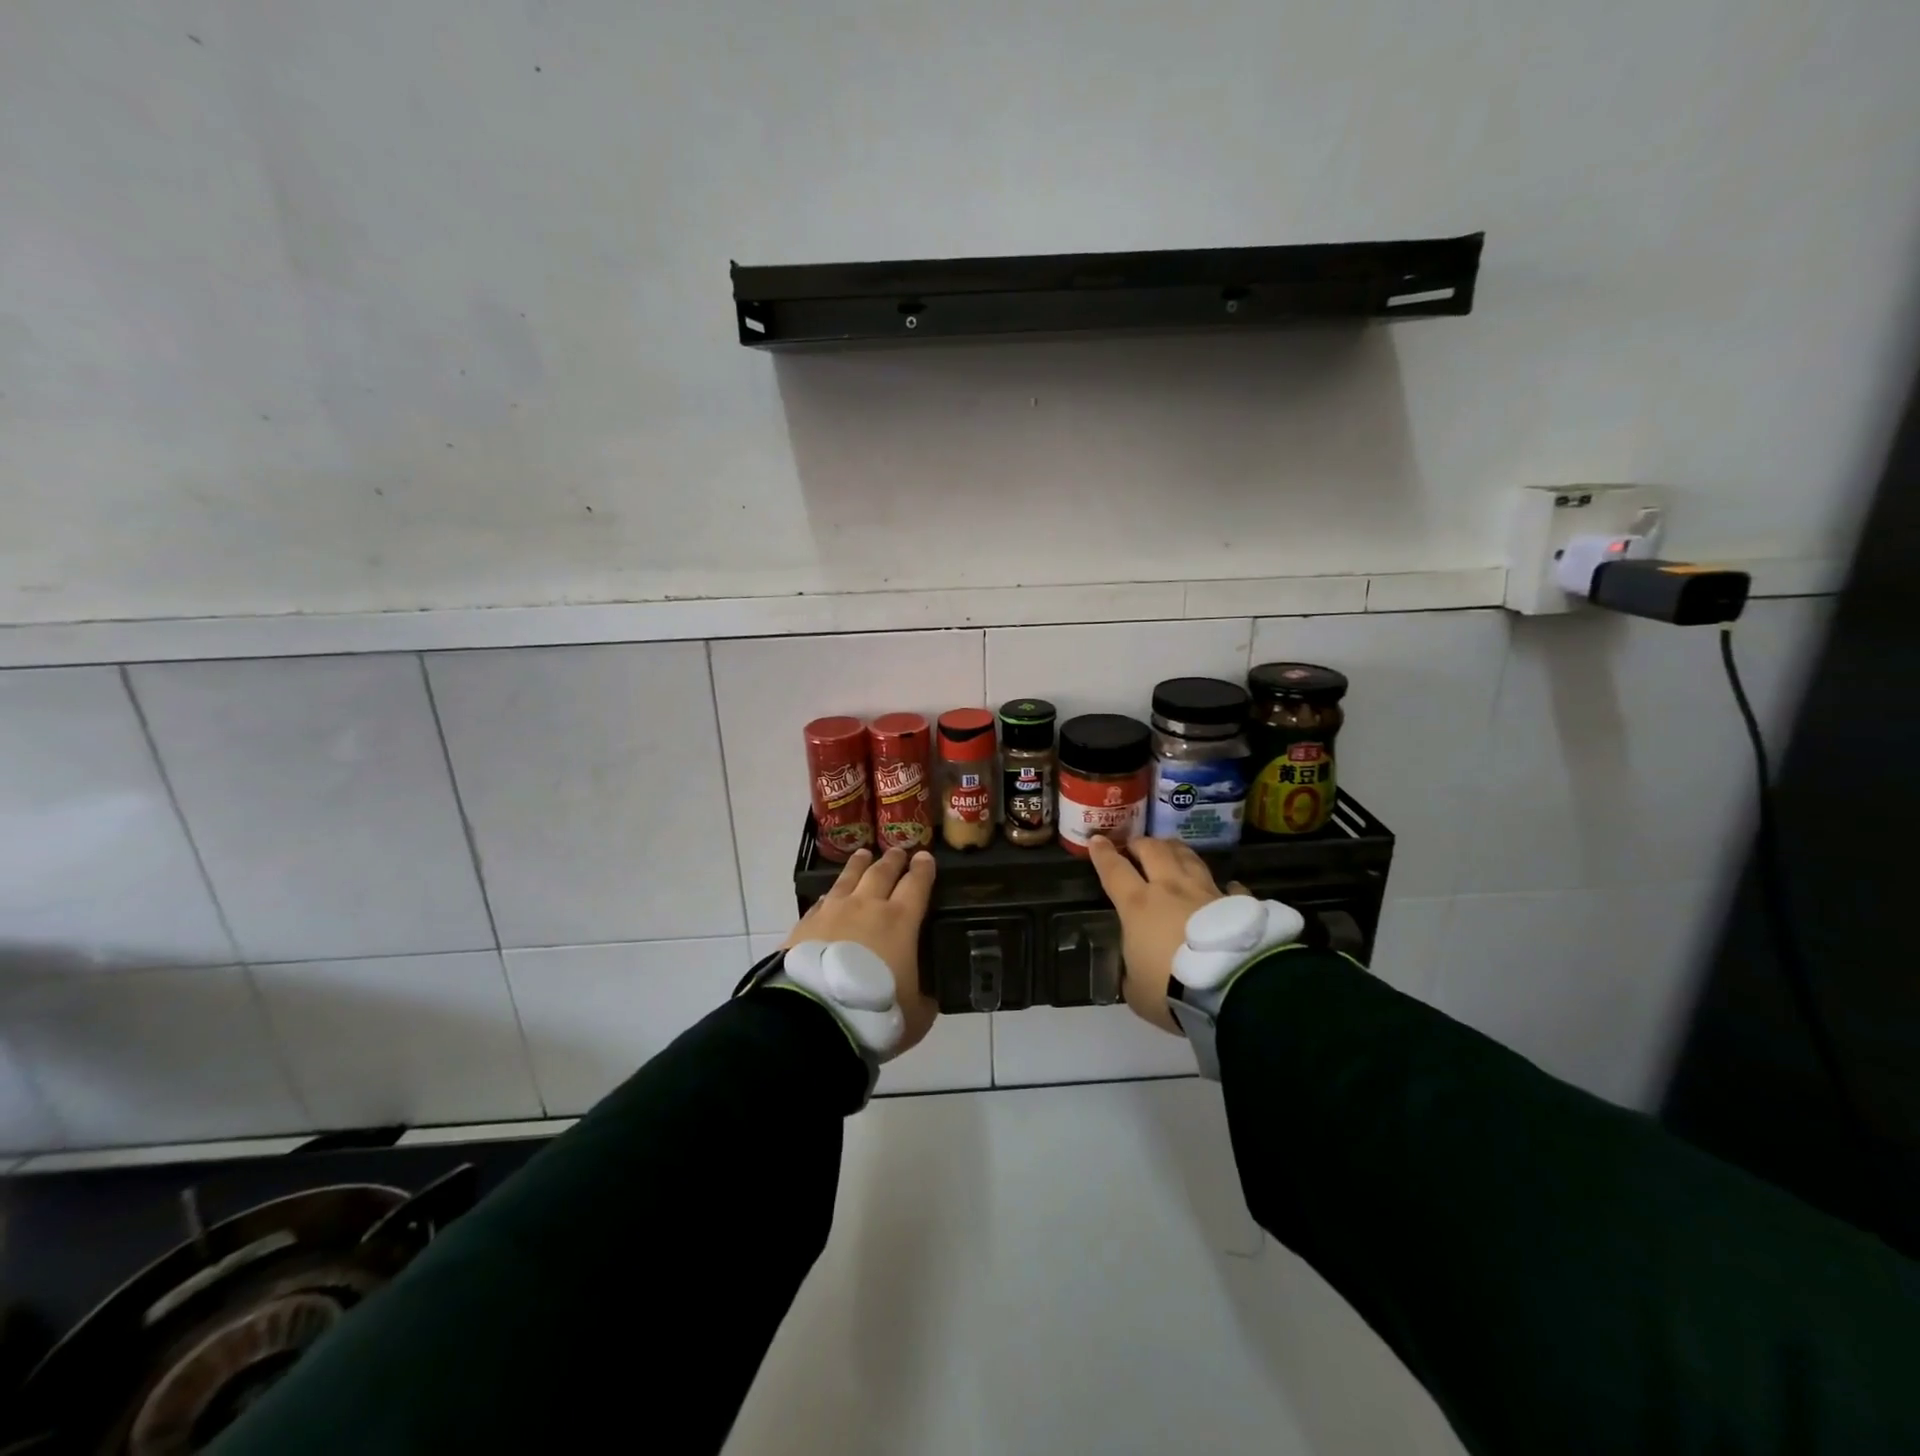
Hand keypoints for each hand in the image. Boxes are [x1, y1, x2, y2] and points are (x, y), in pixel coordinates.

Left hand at [786, 847, 938, 1055]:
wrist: (815, 1018)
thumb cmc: (874, 1012)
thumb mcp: (915, 1015)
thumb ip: (923, 1000)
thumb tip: (923, 997)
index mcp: (901, 921)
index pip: (916, 884)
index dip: (923, 869)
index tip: (925, 857)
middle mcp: (867, 906)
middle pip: (882, 872)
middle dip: (893, 860)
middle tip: (898, 852)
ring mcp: (833, 911)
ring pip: (849, 877)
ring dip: (859, 865)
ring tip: (864, 855)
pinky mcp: (806, 923)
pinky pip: (823, 900)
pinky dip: (832, 894)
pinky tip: (831, 895)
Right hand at [1087, 836, 1245, 1033]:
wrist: (1229, 990)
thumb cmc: (1171, 991)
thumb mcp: (1136, 991)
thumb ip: (1133, 973)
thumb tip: (1138, 971)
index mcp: (1138, 906)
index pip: (1114, 871)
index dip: (1103, 854)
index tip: (1097, 840)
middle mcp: (1171, 889)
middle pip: (1153, 851)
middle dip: (1140, 844)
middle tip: (1135, 845)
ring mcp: (1206, 892)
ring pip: (1188, 858)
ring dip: (1176, 850)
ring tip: (1171, 849)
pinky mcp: (1236, 905)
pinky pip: (1229, 888)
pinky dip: (1225, 887)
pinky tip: (1228, 888)